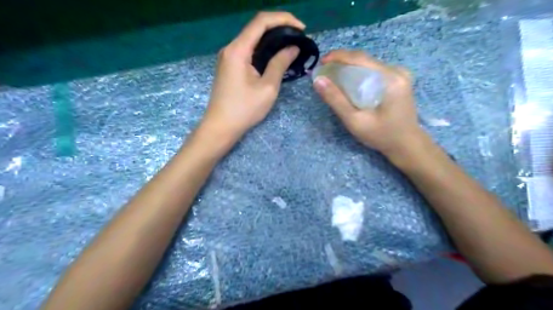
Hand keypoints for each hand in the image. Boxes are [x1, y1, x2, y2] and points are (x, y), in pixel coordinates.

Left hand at [198, 11, 301, 142]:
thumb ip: (280, 64)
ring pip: (252, 39)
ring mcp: (228, 57)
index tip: (301, 28)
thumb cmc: (244, 109)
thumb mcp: (267, 88)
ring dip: (272, 39)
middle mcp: (230, 48)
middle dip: (279, 27)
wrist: (221, 127)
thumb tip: (293, 48)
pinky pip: (248, 50)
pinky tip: (275, 56)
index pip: (261, 21)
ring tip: (291, 45)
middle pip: (256, 27)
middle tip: (299, 37)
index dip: (283, 19)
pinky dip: (263, 49)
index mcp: (238, 50)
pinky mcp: (229, 66)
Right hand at [312, 50, 424, 158]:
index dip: (338, 56)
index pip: (360, 58)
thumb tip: (318, 80)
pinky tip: (350, 82)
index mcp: (390, 78)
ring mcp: (400, 74)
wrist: (406, 144)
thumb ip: (336, 100)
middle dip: (342, 62)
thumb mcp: (355, 121)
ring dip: (350, 68)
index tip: (321, 62)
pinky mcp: (399, 80)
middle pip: (364, 60)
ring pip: (368, 64)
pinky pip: (374, 71)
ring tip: (333, 76)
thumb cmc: (381, 135)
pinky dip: (359, 74)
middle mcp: (398, 71)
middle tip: (325, 71)